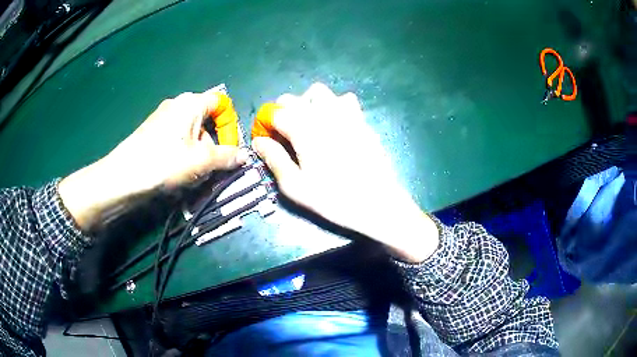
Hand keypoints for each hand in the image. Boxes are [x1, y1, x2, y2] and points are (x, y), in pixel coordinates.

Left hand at [59, 87, 247, 230]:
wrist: (124, 177)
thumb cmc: (165, 163)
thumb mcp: (202, 161)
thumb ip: (227, 157)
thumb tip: (245, 156)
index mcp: (191, 103)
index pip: (222, 103)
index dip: (231, 125)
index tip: (230, 149)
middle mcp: (177, 104)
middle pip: (206, 119)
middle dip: (214, 143)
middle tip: (213, 166)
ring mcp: (162, 117)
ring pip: (191, 132)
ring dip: (199, 151)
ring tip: (194, 175)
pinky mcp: (151, 131)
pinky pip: (176, 138)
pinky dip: (184, 153)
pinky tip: (178, 171)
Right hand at [252, 83, 438, 262]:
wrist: (379, 203)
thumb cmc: (334, 199)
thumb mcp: (295, 186)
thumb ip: (274, 159)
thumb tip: (259, 141)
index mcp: (303, 128)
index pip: (275, 112)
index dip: (266, 123)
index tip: (266, 139)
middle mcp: (323, 113)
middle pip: (294, 98)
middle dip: (283, 112)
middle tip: (285, 135)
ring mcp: (346, 113)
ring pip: (320, 92)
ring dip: (308, 103)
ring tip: (309, 125)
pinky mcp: (362, 120)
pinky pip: (345, 100)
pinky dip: (334, 105)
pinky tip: (335, 125)